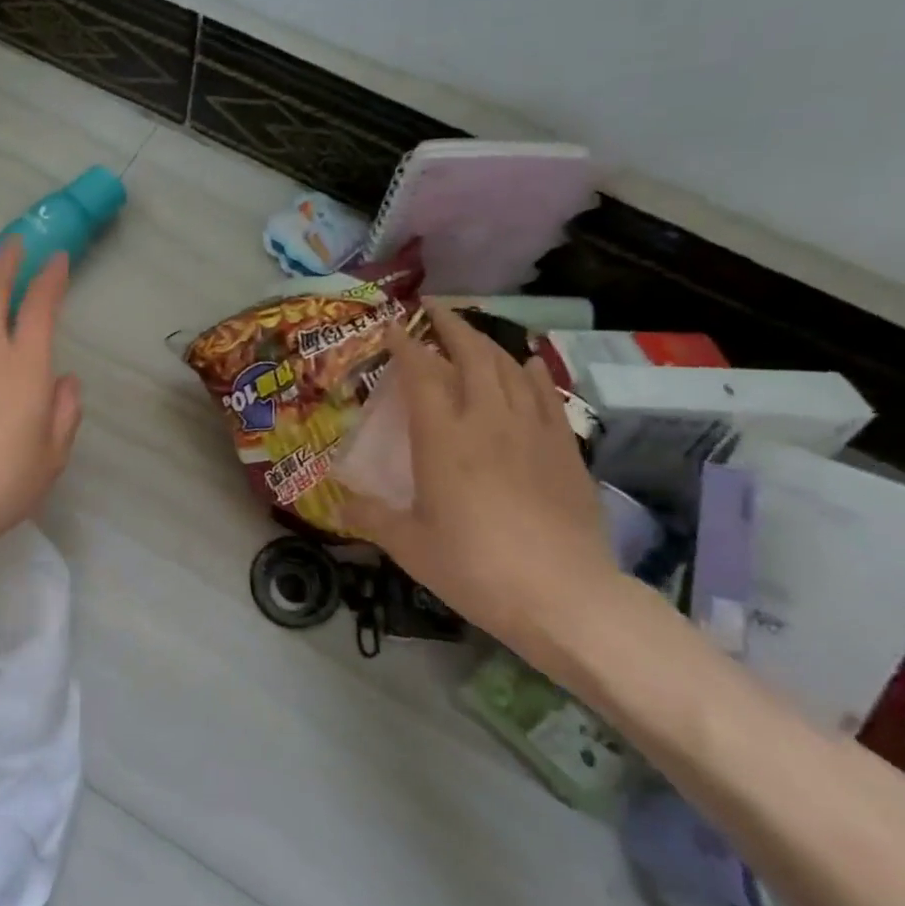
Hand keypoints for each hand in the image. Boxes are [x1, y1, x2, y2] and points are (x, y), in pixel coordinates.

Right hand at [342, 312, 620, 658]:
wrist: (565, 596)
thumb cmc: (476, 568)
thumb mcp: (411, 547)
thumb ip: (373, 517)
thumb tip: (339, 502)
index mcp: (443, 439)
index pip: (421, 374)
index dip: (405, 344)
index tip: (392, 325)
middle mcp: (487, 420)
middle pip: (471, 355)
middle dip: (450, 325)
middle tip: (433, 308)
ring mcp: (531, 431)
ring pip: (509, 368)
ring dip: (488, 343)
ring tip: (472, 334)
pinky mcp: (564, 449)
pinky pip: (546, 395)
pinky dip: (531, 372)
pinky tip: (527, 364)